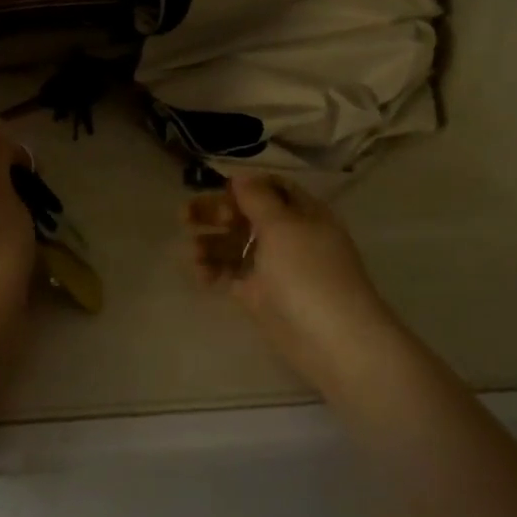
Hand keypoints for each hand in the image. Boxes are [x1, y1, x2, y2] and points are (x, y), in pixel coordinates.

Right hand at [183, 173, 395, 389]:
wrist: (331, 340)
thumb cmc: (308, 273)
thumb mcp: (283, 226)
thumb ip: (258, 199)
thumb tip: (240, 177)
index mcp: (302, 213)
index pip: (271, 188)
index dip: (243, 187)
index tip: (216, 189)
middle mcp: (288, 236)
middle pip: (246, 215)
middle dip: (216, 213)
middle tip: (185, 216)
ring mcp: (274, 267)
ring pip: (236, 245)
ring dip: (211, 243)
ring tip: (191, 251)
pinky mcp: (260, 295)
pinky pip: (232, 274)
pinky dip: (215, 271)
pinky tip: (199, 274)